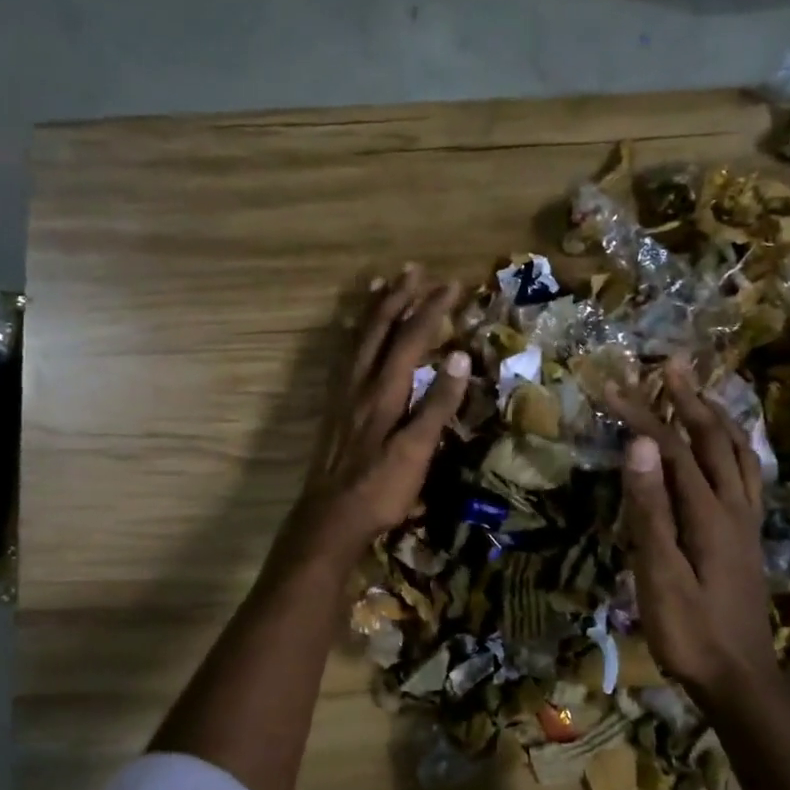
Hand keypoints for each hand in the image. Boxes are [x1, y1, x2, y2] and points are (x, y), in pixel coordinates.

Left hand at [293, 266, 469, 559]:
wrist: (330, 519)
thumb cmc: (379, 489)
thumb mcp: (417, 451)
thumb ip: (437, 404)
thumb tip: (459, 355)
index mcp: (383, 391)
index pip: (410, 338)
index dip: (431, 309)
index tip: (453, 285)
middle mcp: (359, 383)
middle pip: (378, 329)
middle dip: (398, 297)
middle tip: (414, 270)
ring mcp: (342, 394)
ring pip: (356, 339)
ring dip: (372, 309)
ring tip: (380, 285)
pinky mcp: (334, 408)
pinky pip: (344, 356)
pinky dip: (353, 334)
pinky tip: (354, 336)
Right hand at [608, 359, 778, 703]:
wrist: (740, 679)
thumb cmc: (690, 632)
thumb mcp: (659, 575)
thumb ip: (650, 510)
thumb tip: (638, 446)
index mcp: (708, 513)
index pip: (670, 449)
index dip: (640, 414)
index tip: (610, 387)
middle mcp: (734, 506)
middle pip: (713, 439)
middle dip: (687, 399)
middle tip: (670, 365)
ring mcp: (746, 521)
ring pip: (739, 453)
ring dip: (718, 418)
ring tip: (700, 393)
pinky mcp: (749, 536)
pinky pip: (748, 476)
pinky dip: (737, 448)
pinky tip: (728, 450)